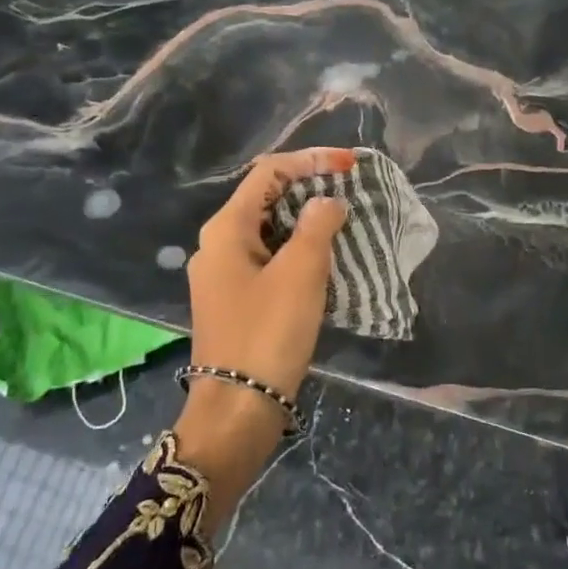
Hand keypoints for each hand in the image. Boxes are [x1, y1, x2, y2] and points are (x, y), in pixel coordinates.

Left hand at [188, 147, 353, 400]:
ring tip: (345, 223)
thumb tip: (327, 202)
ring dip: (305, 222)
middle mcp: (217, 244)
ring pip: (269, 231)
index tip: (349, 165)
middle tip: (350, 193)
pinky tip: (324, 261)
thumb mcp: (301, 273)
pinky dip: (296, 251)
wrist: (238, 407)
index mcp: (226, 229)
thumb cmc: (269, 332)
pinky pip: (268, 259)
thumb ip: (317, 226)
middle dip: (309, 190)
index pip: (269, 173)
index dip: (311, 161)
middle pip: (266, 199)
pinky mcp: (234, 300)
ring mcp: (223, 274)